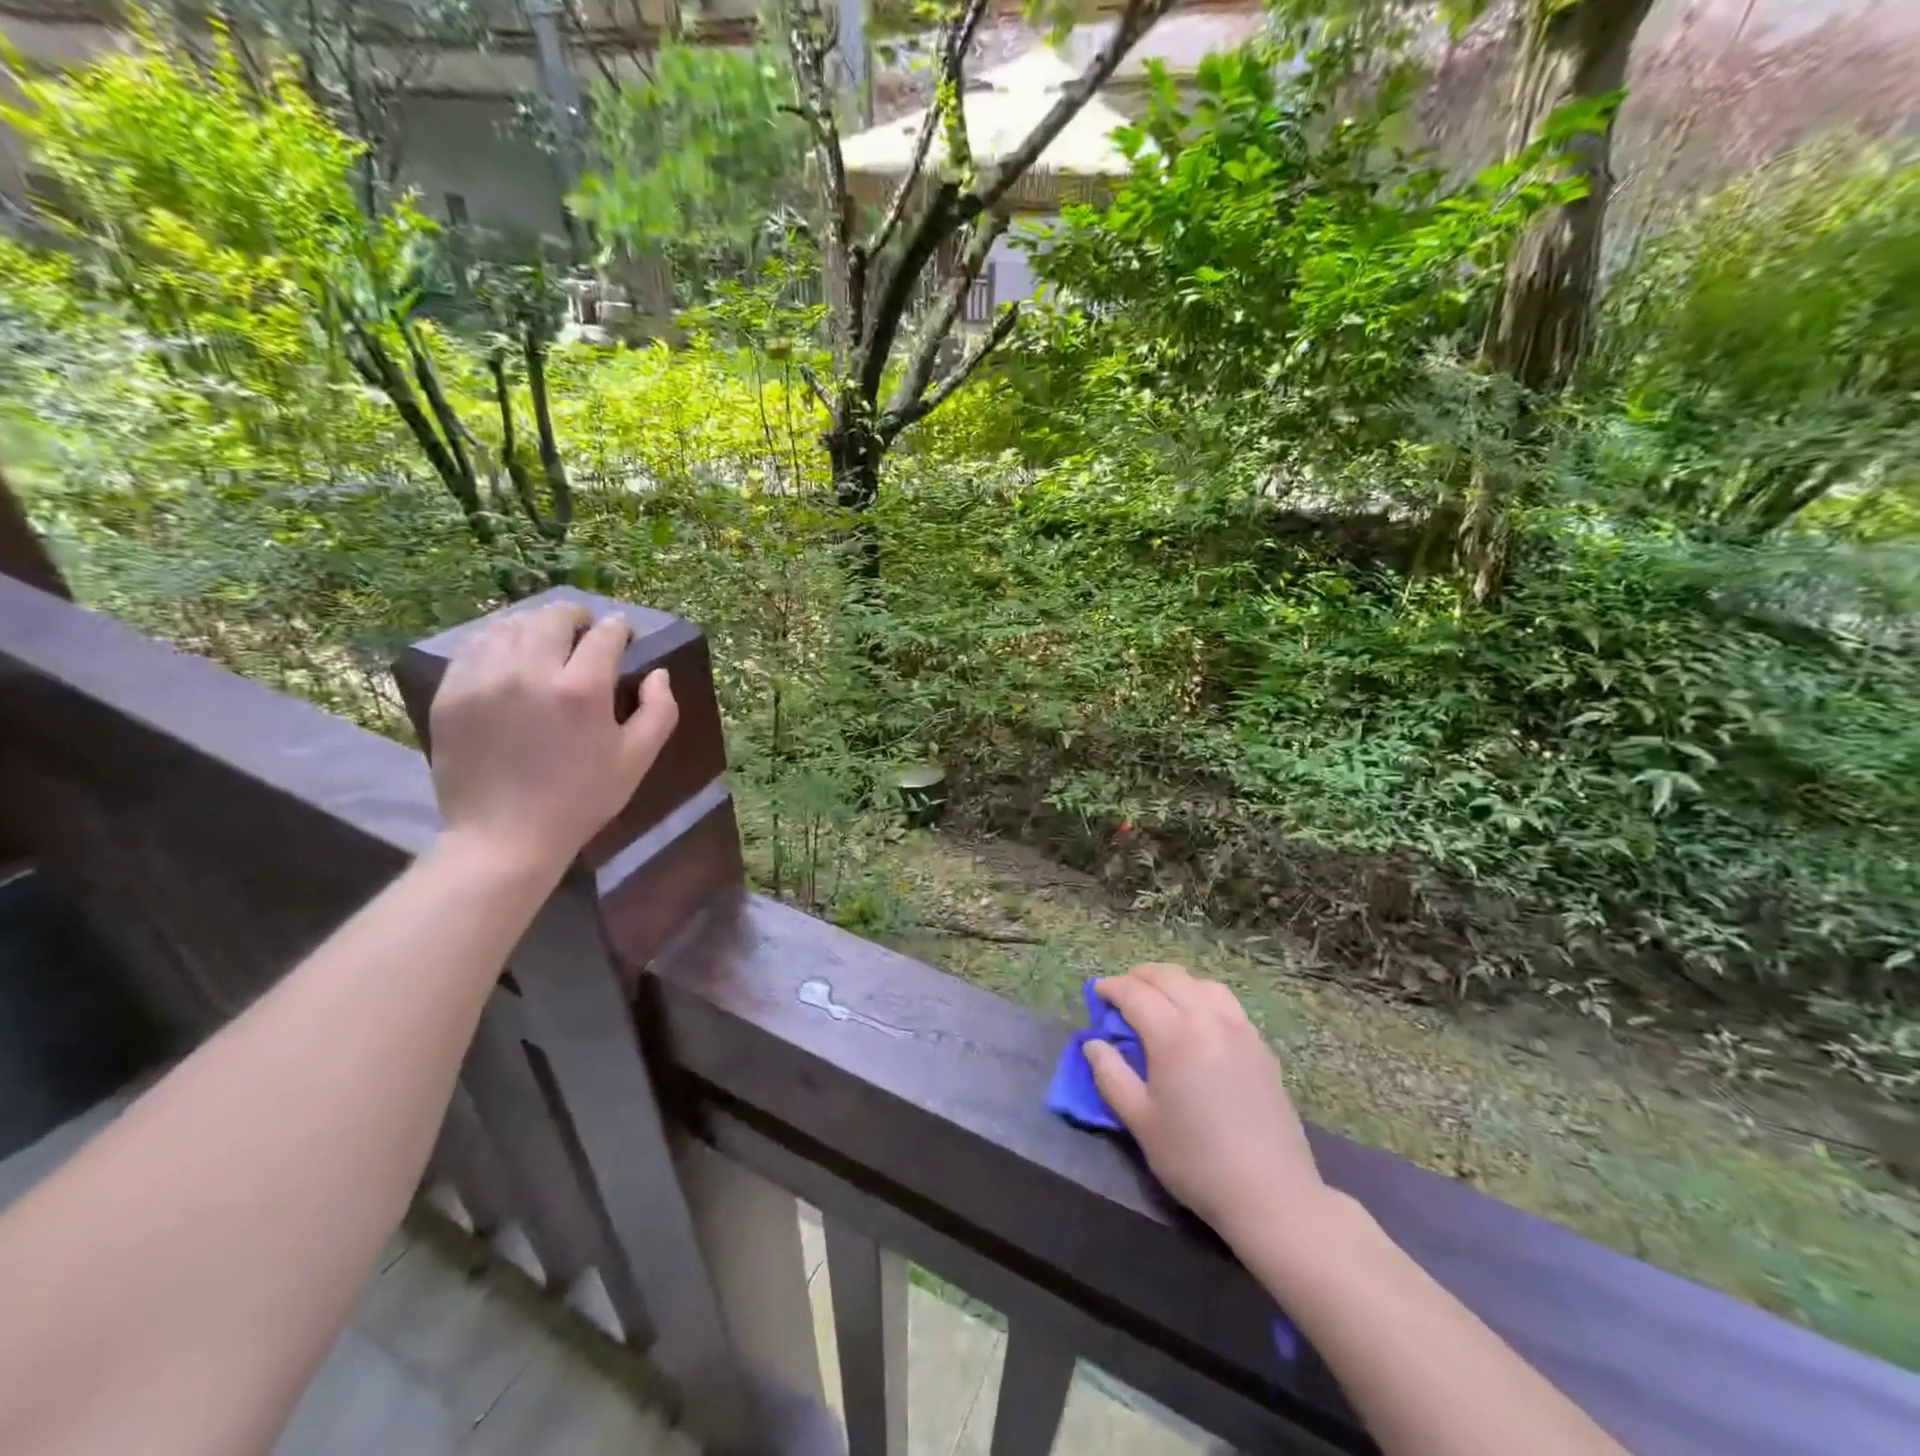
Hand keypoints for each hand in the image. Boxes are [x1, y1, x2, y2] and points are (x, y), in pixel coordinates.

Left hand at [428, 601, 678, 874]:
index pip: (605, 635)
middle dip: (576, 616)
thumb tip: (657, 673)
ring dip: (536, 624)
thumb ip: (659, 710)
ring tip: (546, 638)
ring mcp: (485, 678)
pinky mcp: (452, 691)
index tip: (623, 633)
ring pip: (512, 624)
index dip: (619, 628)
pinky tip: (509, 655)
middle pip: (555, 618)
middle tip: (584, 628)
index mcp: (583, 689)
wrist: (504, 836)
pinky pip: (475, 646)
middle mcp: (531, 671)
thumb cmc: (581, 800)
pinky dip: (498, 640)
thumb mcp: (637, 759)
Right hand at [1086, 963, 1325, 1249]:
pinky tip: (1197, 1020)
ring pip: (1201, 984)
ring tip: (1159, 999)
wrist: (1270, 1193)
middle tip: (1122, 991)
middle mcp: (1208, 1020)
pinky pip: (1227, 1003)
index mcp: (1174, 1037)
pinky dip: (1202, 997)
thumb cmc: (1195, 1160)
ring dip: (1174, 982)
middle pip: (1169, 977)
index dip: (1112, 988)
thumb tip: (1093, 1043)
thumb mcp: (1140, 1122)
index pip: (1135, 993)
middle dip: (1140, 976)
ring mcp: (1240, 1030)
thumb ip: (1111, 1075)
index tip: (1097, 993)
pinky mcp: (1261, 1047)